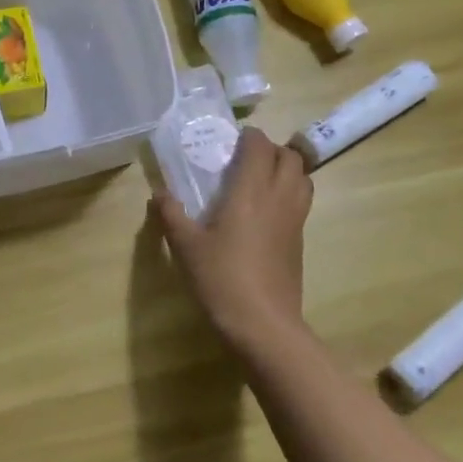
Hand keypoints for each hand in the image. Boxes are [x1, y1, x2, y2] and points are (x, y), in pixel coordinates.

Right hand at [153, 127, 312, 344]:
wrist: (263, 325)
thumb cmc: (221, 278)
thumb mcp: (186, 246)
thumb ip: (171, 215)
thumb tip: (159, 194)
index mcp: (251, 191)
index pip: (260, 147)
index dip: (249, 137)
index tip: (231, 140)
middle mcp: (279, 197)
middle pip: (290, 157)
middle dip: (271, 149)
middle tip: (245, 157)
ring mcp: (295, 220)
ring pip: (303, 178)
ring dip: (286, 169)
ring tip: (260, 179)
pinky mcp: (299, 241)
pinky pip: (301, 202)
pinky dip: (289, 193)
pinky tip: (265, 211)